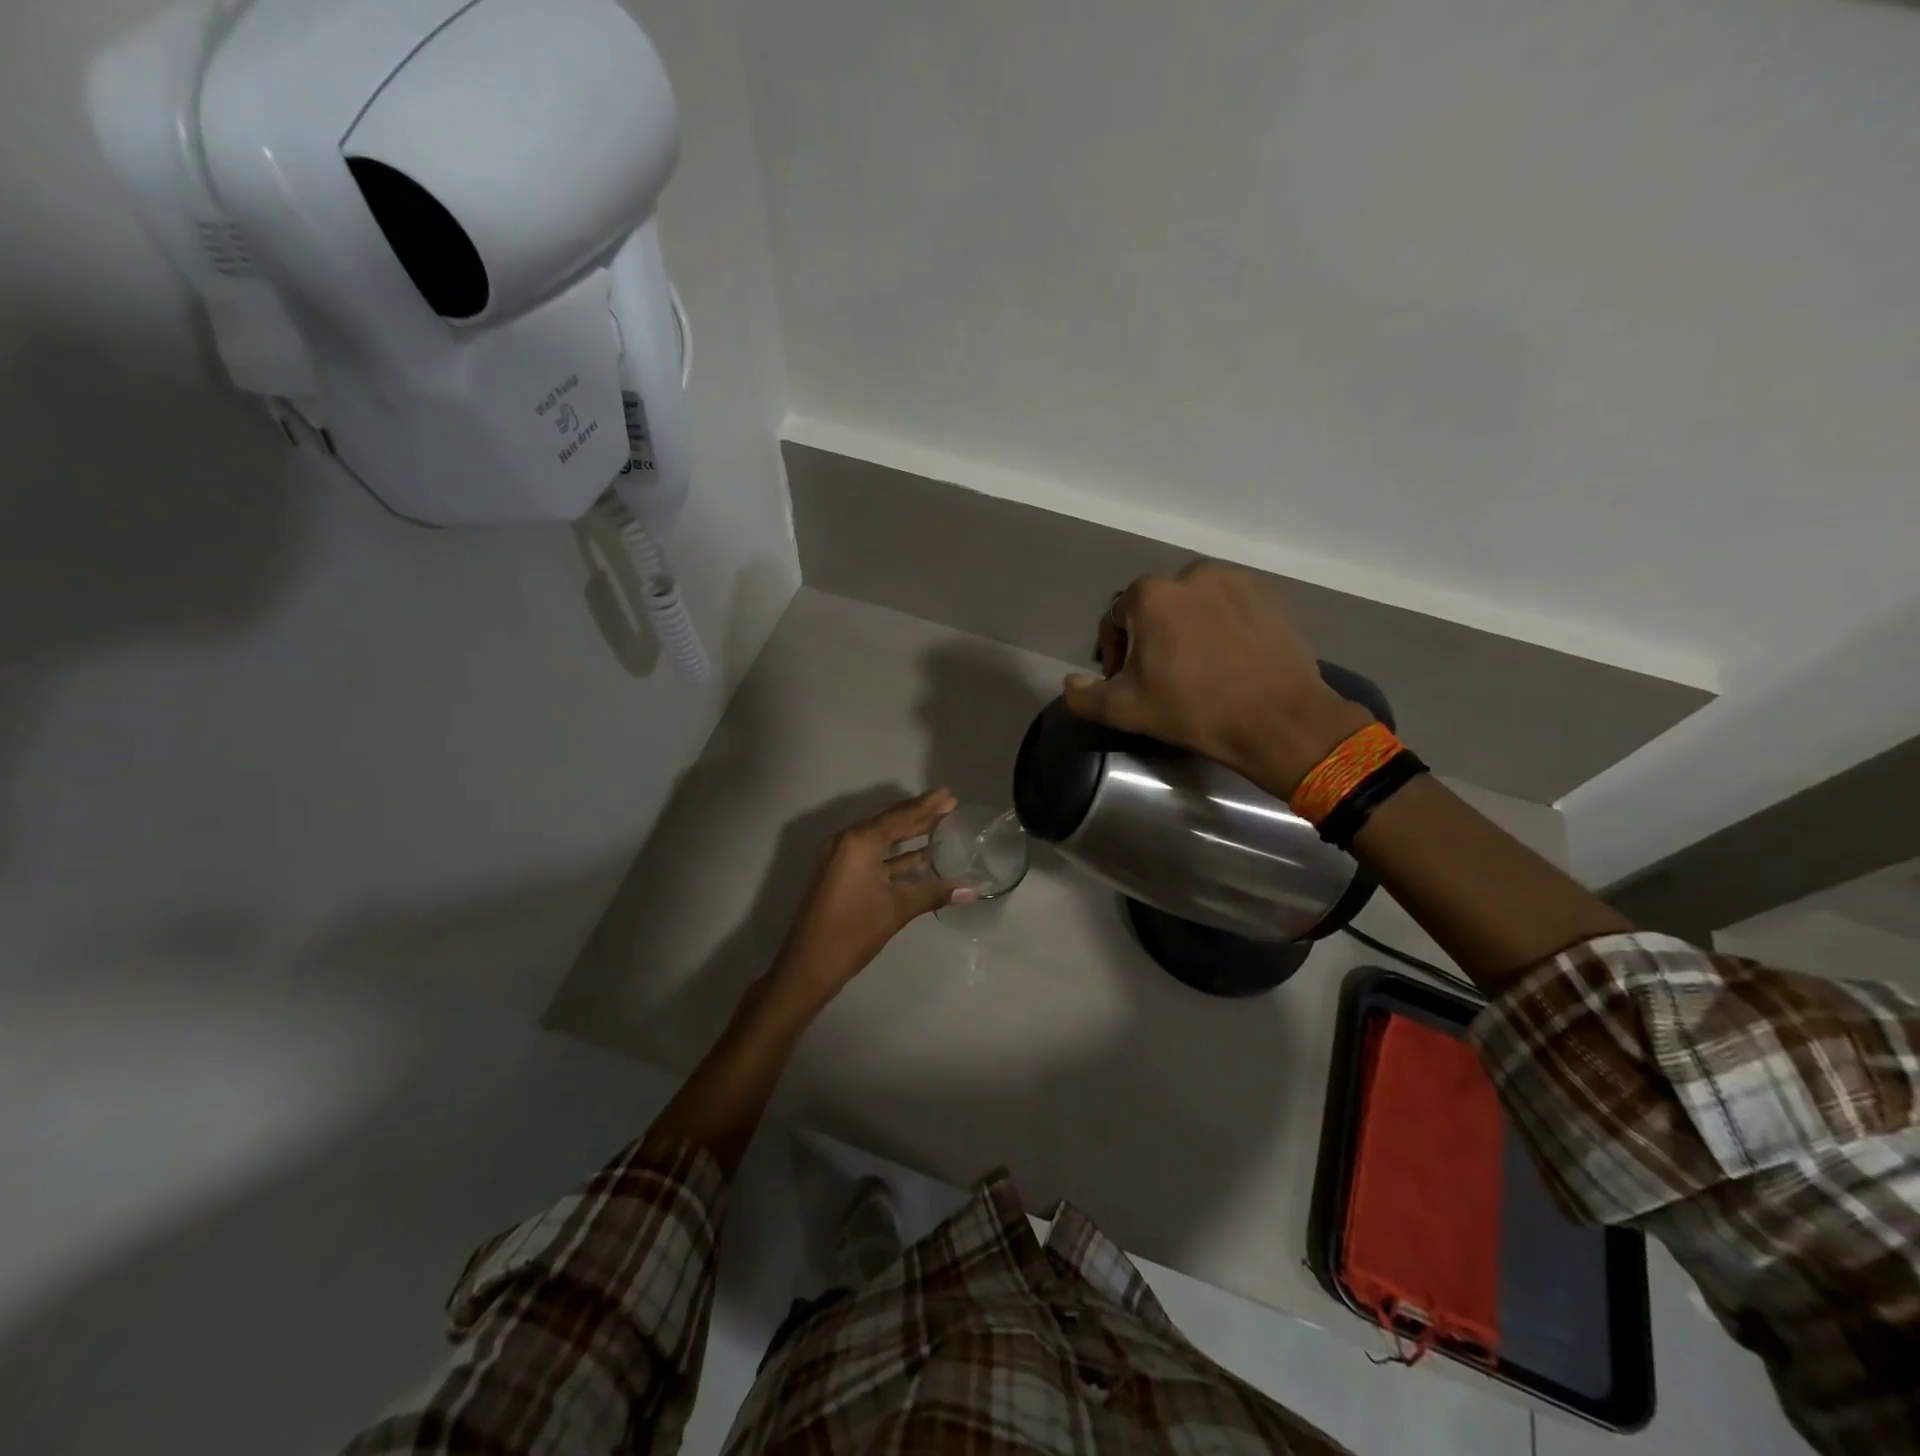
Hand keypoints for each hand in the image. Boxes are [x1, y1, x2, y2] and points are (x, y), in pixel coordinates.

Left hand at [769, 789, 975, 1007]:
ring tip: (938, 826)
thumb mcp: (897, 909)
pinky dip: (895, 853)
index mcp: (860, 841)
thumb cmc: (854, 930)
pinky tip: (919, 857)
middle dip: (918, 815)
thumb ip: (934, 893)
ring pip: (880, 837)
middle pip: (889, 821)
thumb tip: (972, 890)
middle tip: (948, 806)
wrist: (810, 964)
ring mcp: (841, 856)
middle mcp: (847, 840)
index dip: (927, 806)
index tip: (950, 795)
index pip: (900, 816)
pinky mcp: (840, 872)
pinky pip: (872, 852)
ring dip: (908, 833)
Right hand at [1061, 560, 1373, 793]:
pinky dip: (1223, 626)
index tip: (1128, 683)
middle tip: (1163, 676)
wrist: (1279, 719)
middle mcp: (1191, 574)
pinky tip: (1231, 659)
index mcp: (1151, 595)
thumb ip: (1084, 696)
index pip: (1115, 620)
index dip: (1114, 654)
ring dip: (1187, 628)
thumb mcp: (1125, 710)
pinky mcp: (1270, 594)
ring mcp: (1236, 580)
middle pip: (1156, 607)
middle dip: (1152, 637)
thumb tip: (1070, 683)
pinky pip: (1231, 606)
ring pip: (1195, 604)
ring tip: (1199, 666)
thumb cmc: (1194, 710)